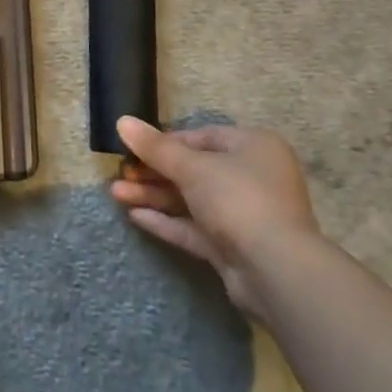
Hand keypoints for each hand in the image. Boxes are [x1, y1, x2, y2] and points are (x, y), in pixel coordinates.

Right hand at [110, 118, 321, 318]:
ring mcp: (244, 215)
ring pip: (191, 200)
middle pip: (194, 170)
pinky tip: (134, 216)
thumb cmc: (238, 199)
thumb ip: (155, 147)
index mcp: (253, 147)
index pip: (203, 137)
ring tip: (115, 193)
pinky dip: (167, 221)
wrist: (276, 270)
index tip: (134, 147)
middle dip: (154, 172)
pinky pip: (195, 228)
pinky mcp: (233, 247)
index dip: (166, 142)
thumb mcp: (192, 167)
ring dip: (155, 196)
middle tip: (120, 173)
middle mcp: (252, 177)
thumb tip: (122, 121)